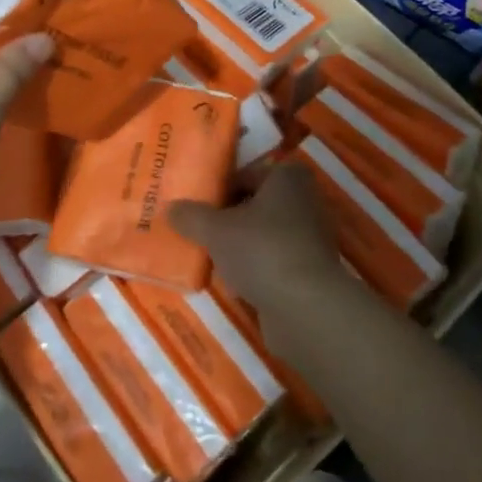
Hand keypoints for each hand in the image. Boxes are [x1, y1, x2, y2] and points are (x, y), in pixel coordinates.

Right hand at [170, 162, 351, 324]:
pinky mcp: (311, 270)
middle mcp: (305, 200)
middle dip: (228, 218)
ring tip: (211, 257)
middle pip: (255, 204)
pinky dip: (256, 268)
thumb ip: (190, 216)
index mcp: (287, 177)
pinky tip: (234, 283)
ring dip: (241, 245)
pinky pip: (275, 260)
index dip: (218, 188)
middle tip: (198, 230)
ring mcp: (311, 236)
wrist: (307, 308)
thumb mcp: (215, 230)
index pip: (244, 174)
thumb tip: (170, 208)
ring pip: (264, 234)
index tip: (196, 205)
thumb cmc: (262, 250)